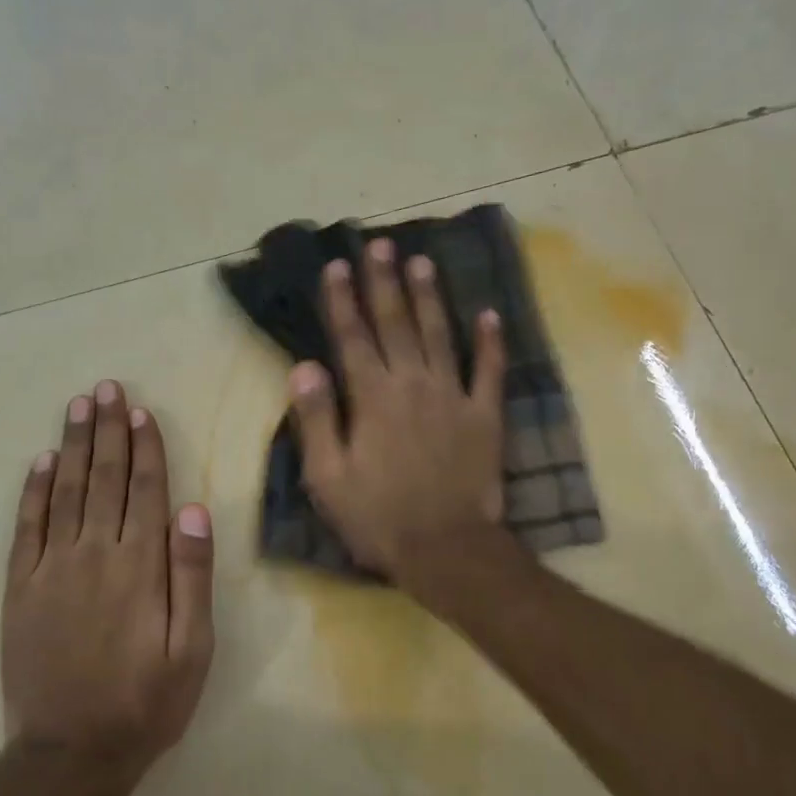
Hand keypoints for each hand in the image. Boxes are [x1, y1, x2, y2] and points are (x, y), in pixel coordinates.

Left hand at [1, 381, 214, 789]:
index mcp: (140, 566)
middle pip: (102, 478)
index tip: (140, 410)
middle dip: (106, 430)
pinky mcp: (19, 589)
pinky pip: (26, 527)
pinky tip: (38, 462)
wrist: (69, 754)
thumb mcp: (192, 650)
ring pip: (63, 492)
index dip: (144, 447)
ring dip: (71, 446)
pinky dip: (32, 491)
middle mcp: (93, 554)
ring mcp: (50, 569)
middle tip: (105, 388)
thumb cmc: (145, 703)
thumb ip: (192, 577)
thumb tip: (194, 510)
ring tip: (77, 407)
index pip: (144, 490)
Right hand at [288, 239, 506, 582]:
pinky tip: (490, 314)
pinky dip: (492, 342)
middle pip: (396, 324)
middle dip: (385, 282)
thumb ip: (317, 419)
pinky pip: (491, 371)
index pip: (352, 337)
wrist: (446, 549)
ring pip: (441, 335)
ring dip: (430, 297)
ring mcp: (454, 397)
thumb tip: (303, 366)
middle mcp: (413, 385)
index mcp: (372, 398)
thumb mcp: (328, 478)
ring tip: (422, 262)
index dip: (342, 300)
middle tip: (380, 245)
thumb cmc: (378, 518)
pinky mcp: (486, 416)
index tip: (336, 266)